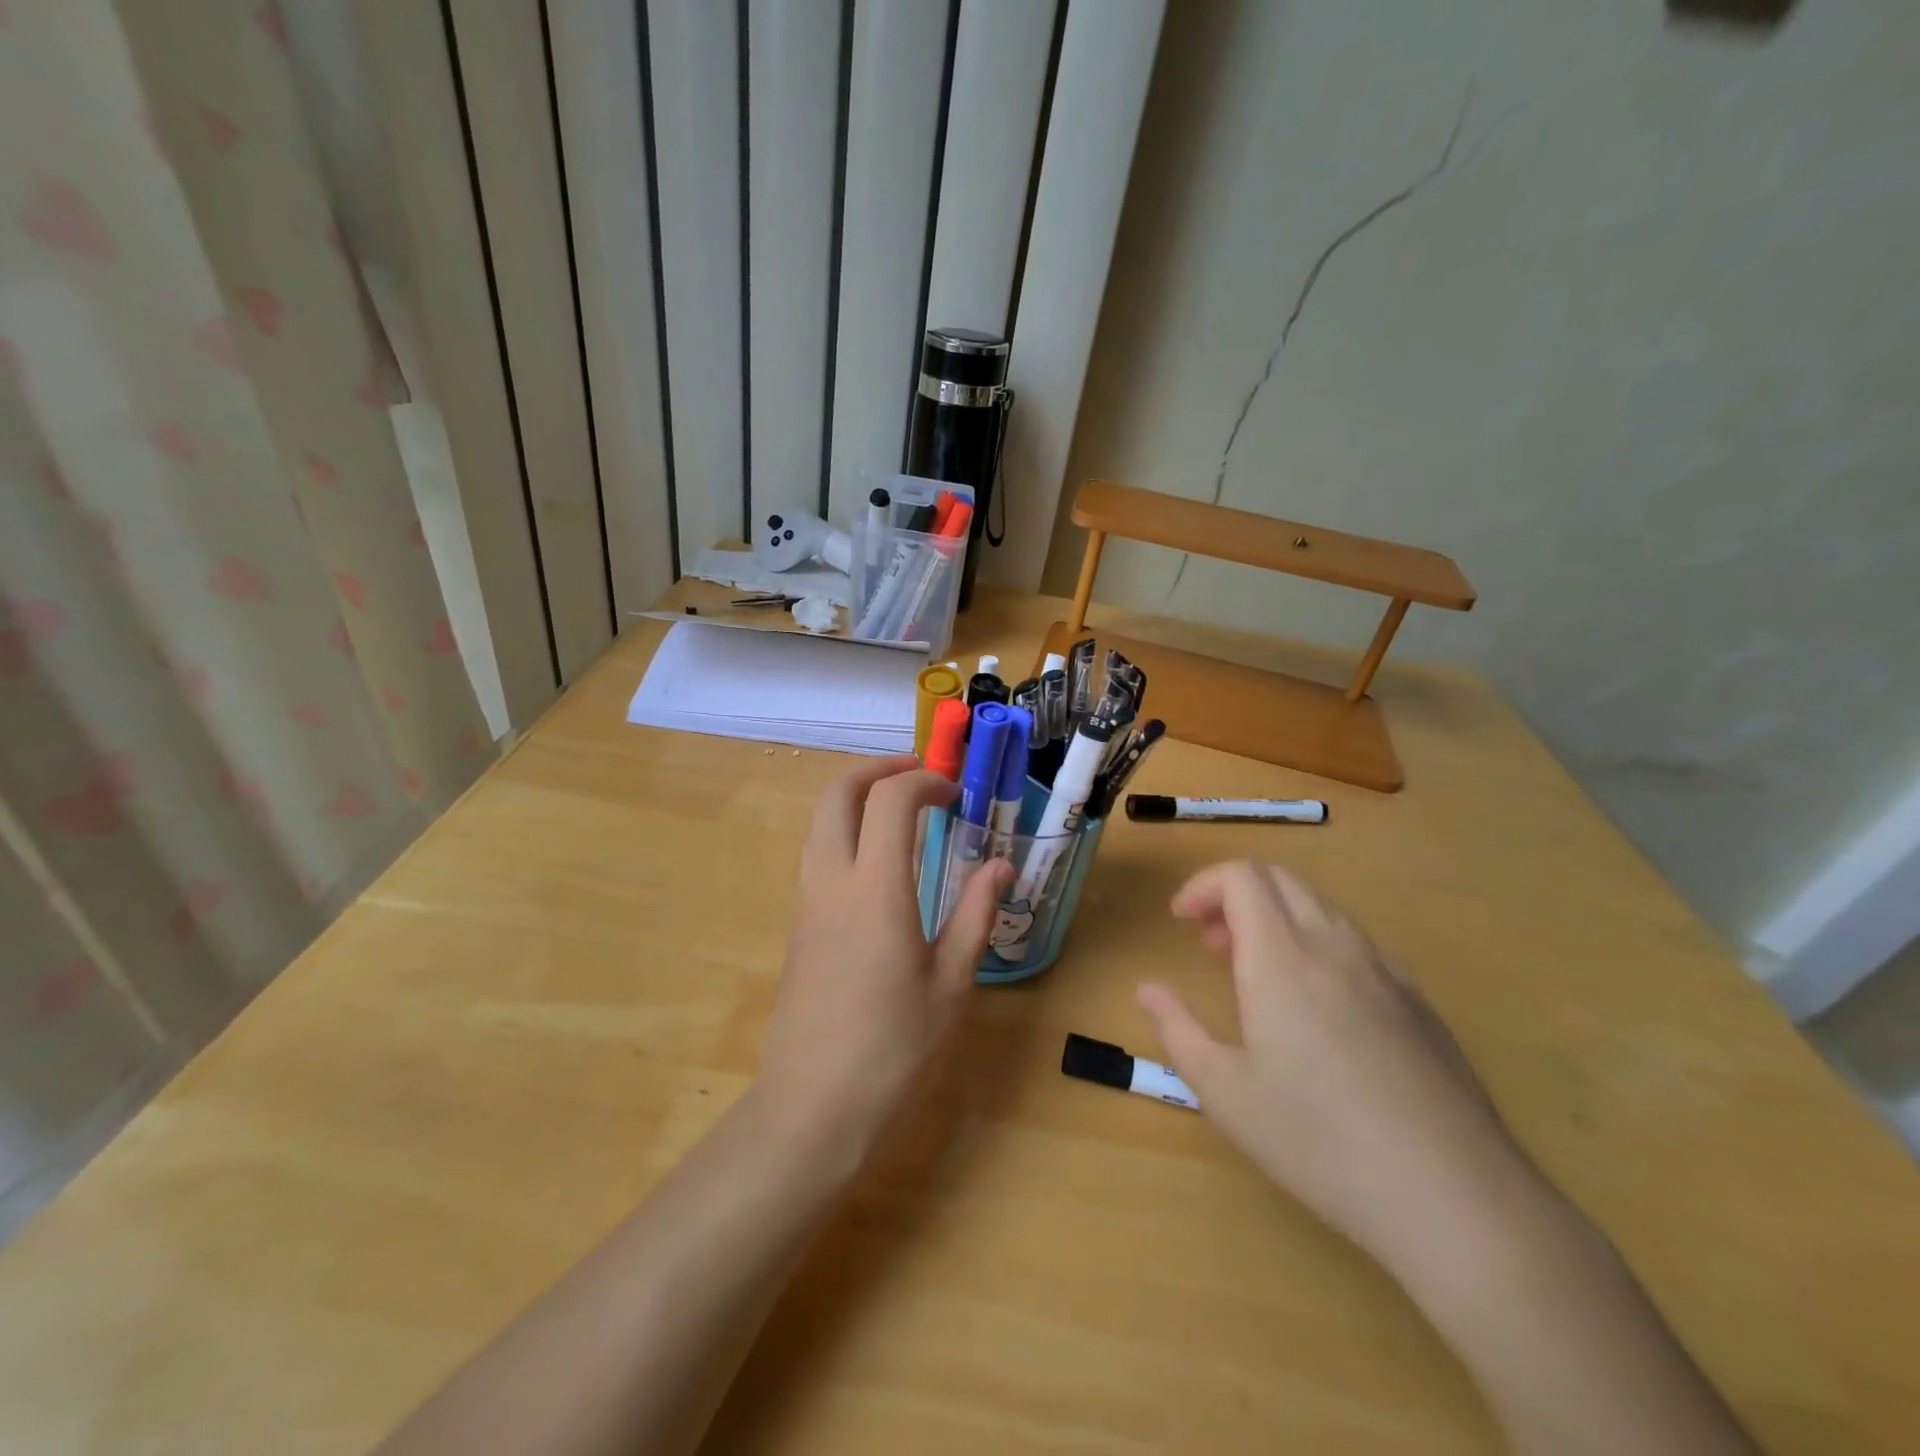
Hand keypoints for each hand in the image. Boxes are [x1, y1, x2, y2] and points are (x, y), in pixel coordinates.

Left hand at [759, 756, 1011, 1156]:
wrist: (812, 1107)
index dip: (924, 783)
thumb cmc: (894, 1049)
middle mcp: (832, 881)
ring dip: (856, 798)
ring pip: (820, 821)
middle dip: (877, 771)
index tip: (955, 796)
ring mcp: (807, 902)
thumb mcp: (951, 983)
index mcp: (875, 889)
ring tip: (900, 811)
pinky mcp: (799, 925)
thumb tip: (1001, 866)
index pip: (890, 800)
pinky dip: (845, 831)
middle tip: (918, 776)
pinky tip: (879, 862)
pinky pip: (818, 854)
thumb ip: (975, 915)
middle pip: (837, 794)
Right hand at [1137, 860, 1516, 1255]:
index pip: (1241, 876)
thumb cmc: (1319, 1141)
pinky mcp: (1417, 1001)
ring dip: (1276, 917)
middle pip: (1280, 879)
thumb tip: (1147, 990)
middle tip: (1211, 944)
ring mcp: (1384, 971)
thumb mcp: (1226, 1093)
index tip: (1181, 922)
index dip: (1203, 885)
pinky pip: (1356, 942)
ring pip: (1320, 907)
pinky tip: (1317, 1006)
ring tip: (1257, 974)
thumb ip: (1178, 1030)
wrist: (1454, 1197)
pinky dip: (1317, 943)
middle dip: (1234, 895)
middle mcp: (1334, 947)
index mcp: (1282, 959)